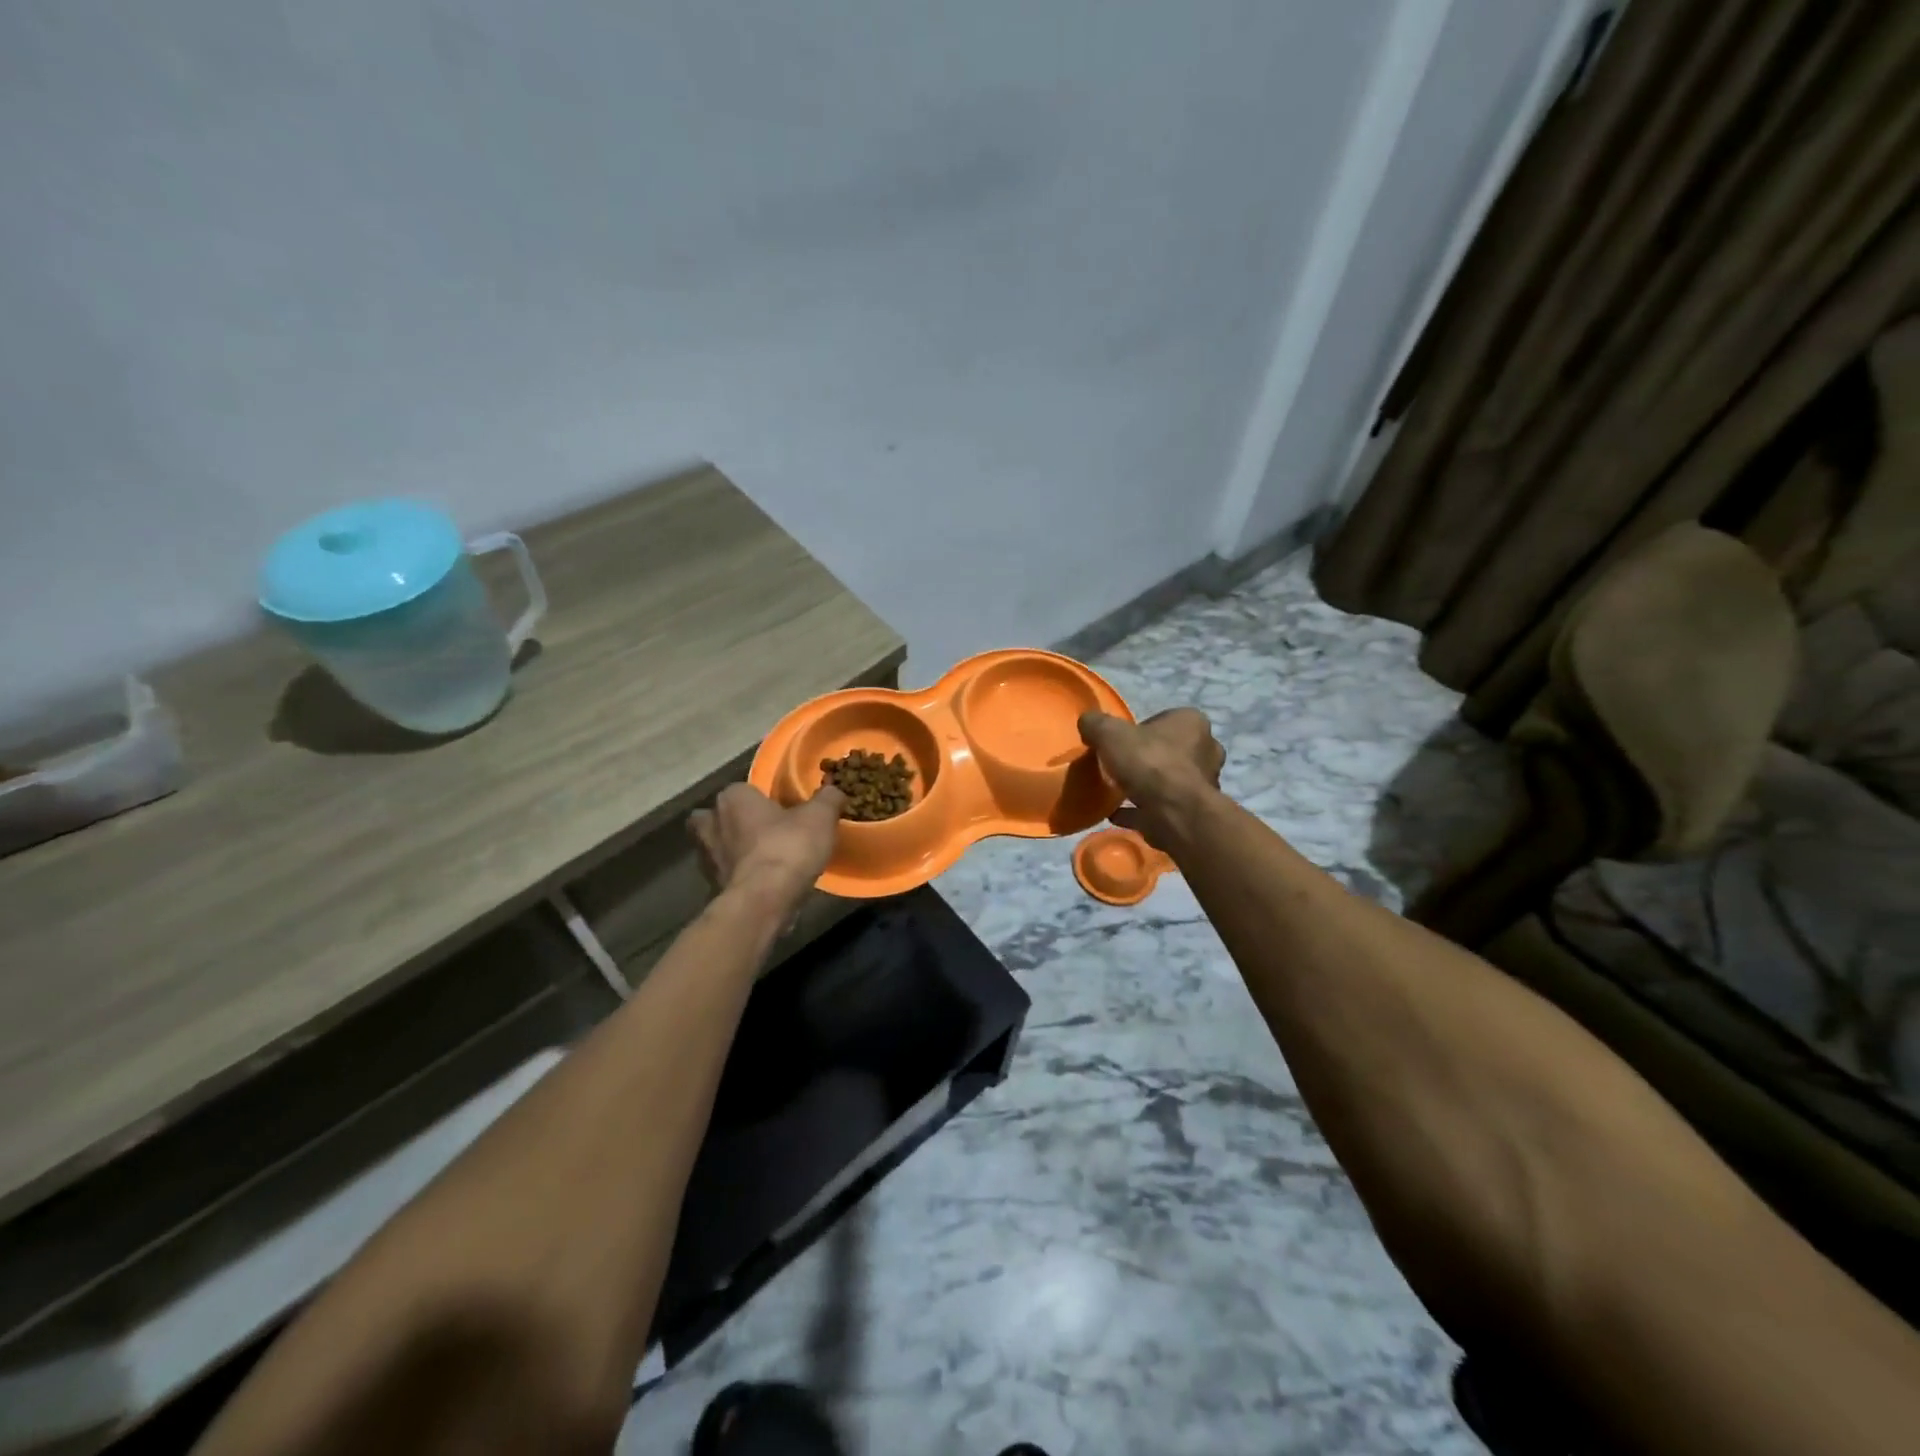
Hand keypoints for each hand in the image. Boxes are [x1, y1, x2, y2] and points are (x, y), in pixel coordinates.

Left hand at [689, 783, 845, 913]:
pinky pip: (727, 873)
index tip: (781, 807)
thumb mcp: (820, 816)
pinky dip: (739, 875)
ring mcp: (709, 858)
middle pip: (717, 817)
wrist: (764, 901)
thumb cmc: (788, 847)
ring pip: (717, 846)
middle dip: (733, 822)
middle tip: (761, 829)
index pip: (741, 789)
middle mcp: (713, 823)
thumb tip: (834, 790)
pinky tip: (761, 880)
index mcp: (733, 798)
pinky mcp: (714, 887)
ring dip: (734, 849)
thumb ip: (828, 798)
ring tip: (762, 856)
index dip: (759, 797)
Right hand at [1078, 707, 1223, 846]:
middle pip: (1170, 751)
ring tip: (1117, 793)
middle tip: (1120, 767)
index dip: (1140, 731)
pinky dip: (1142, 810)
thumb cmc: (1148, 763)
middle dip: (1148, 759)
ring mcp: (1203, 784)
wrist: (1173, 813)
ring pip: (1170, 780)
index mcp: (1192, 722)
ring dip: (1147, 786)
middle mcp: (1206, 749)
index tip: (1120, 744)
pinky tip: (1117, 814)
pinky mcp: (1194, 812)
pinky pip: (1161, 808)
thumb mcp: (1110, 733)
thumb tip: (1087, 722)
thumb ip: (1096, 724)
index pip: (1165, 720)